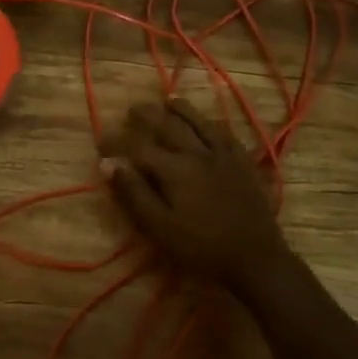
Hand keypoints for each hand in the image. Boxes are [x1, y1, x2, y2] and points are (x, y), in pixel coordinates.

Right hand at [99, 99, 293, 289]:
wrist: (256, 258)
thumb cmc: (201, 247)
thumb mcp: (159, 227)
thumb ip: (134, 193)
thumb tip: (107, 164)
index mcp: (174, 169)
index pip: (139, 148)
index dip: (118, 143)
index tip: (101, 141)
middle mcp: (197, 153)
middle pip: (169, 126)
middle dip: (148, 116)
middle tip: (133, 109)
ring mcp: (224, 156)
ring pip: (199, 123)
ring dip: (182, 110)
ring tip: (169, 100)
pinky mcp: (244, 163)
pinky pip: (226, 134)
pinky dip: (212, 124)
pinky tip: (208, 122)